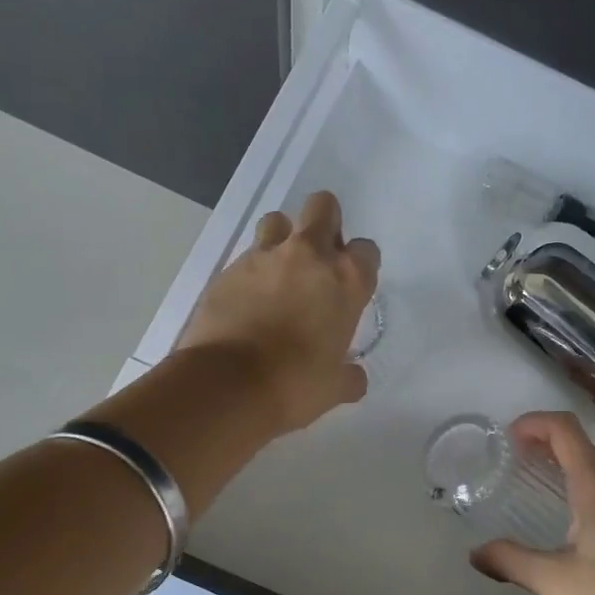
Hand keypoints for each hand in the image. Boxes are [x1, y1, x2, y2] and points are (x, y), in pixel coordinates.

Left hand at [177, 191, 379, 433]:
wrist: (228, 385)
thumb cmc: (295, 385)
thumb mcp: (334, 387)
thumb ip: (349, 376)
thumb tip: (355, 378)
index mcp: (346, 280)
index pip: (367, 250)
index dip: (360, 265)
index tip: (351, 286)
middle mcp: (308, 256)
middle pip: (323, 207)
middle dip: (325, 223)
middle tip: (318, 259)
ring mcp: (264, 257)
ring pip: (277, 221)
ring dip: (283, 238)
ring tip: (279, 273)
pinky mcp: (228, 269)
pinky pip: (246, 256)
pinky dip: (251, 271)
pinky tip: (248, 301)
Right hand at [471, 412, 594, 594]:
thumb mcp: (551, 580)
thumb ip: (510, 560)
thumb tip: (475, 553)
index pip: (566, 430)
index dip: (535, 423)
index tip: (510, 437)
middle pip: (587, 442)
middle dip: (552, 440)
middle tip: (523, 457)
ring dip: (577, 459)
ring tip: (550, 477)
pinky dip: (594, 479)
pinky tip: (580, 512)